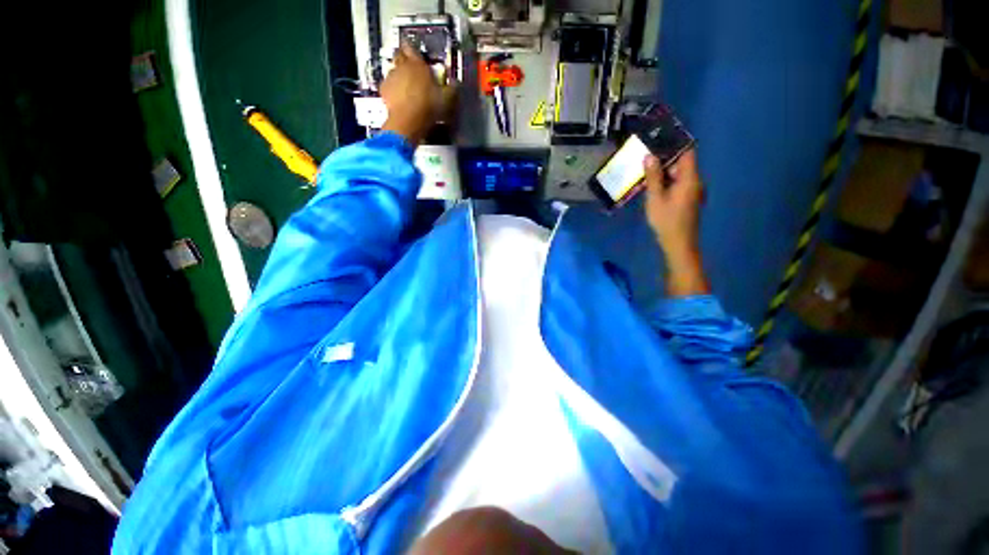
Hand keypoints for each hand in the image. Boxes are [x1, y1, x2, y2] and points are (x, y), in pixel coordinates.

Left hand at [380, 44, 452, 144]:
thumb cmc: (428, 106)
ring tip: (406, 88)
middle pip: (399, 55)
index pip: (411, 47)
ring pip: (393, 71)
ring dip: (399, 76)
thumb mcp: (446, 99)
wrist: (408, 120)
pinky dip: (393, 89)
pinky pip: (388, 85)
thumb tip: (456, 83)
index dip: (411, 48)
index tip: (413, 52)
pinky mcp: (384, 89)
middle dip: (404, 59)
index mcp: (418, 64)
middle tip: (411, 70)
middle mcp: (402, 66)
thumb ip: (451, 88)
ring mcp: (391, 77)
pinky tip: (399, 98)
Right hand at [643, 149, 710, 296]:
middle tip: (645, 153)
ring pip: (678, 174)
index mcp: (690, 178)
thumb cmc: (666, 221)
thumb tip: (650, 156)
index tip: (658, 137)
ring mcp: (692, 191)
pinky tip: (651, 183)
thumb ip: (653, 177)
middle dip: (664, 157)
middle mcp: (695, 181)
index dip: (675, 143)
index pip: (687, 152)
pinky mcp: (687, 199)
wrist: (678, 244)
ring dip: (663, 170)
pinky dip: (665, 180)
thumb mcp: (655, 198)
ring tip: (645, 167)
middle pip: (682, 162)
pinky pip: (677, 183)